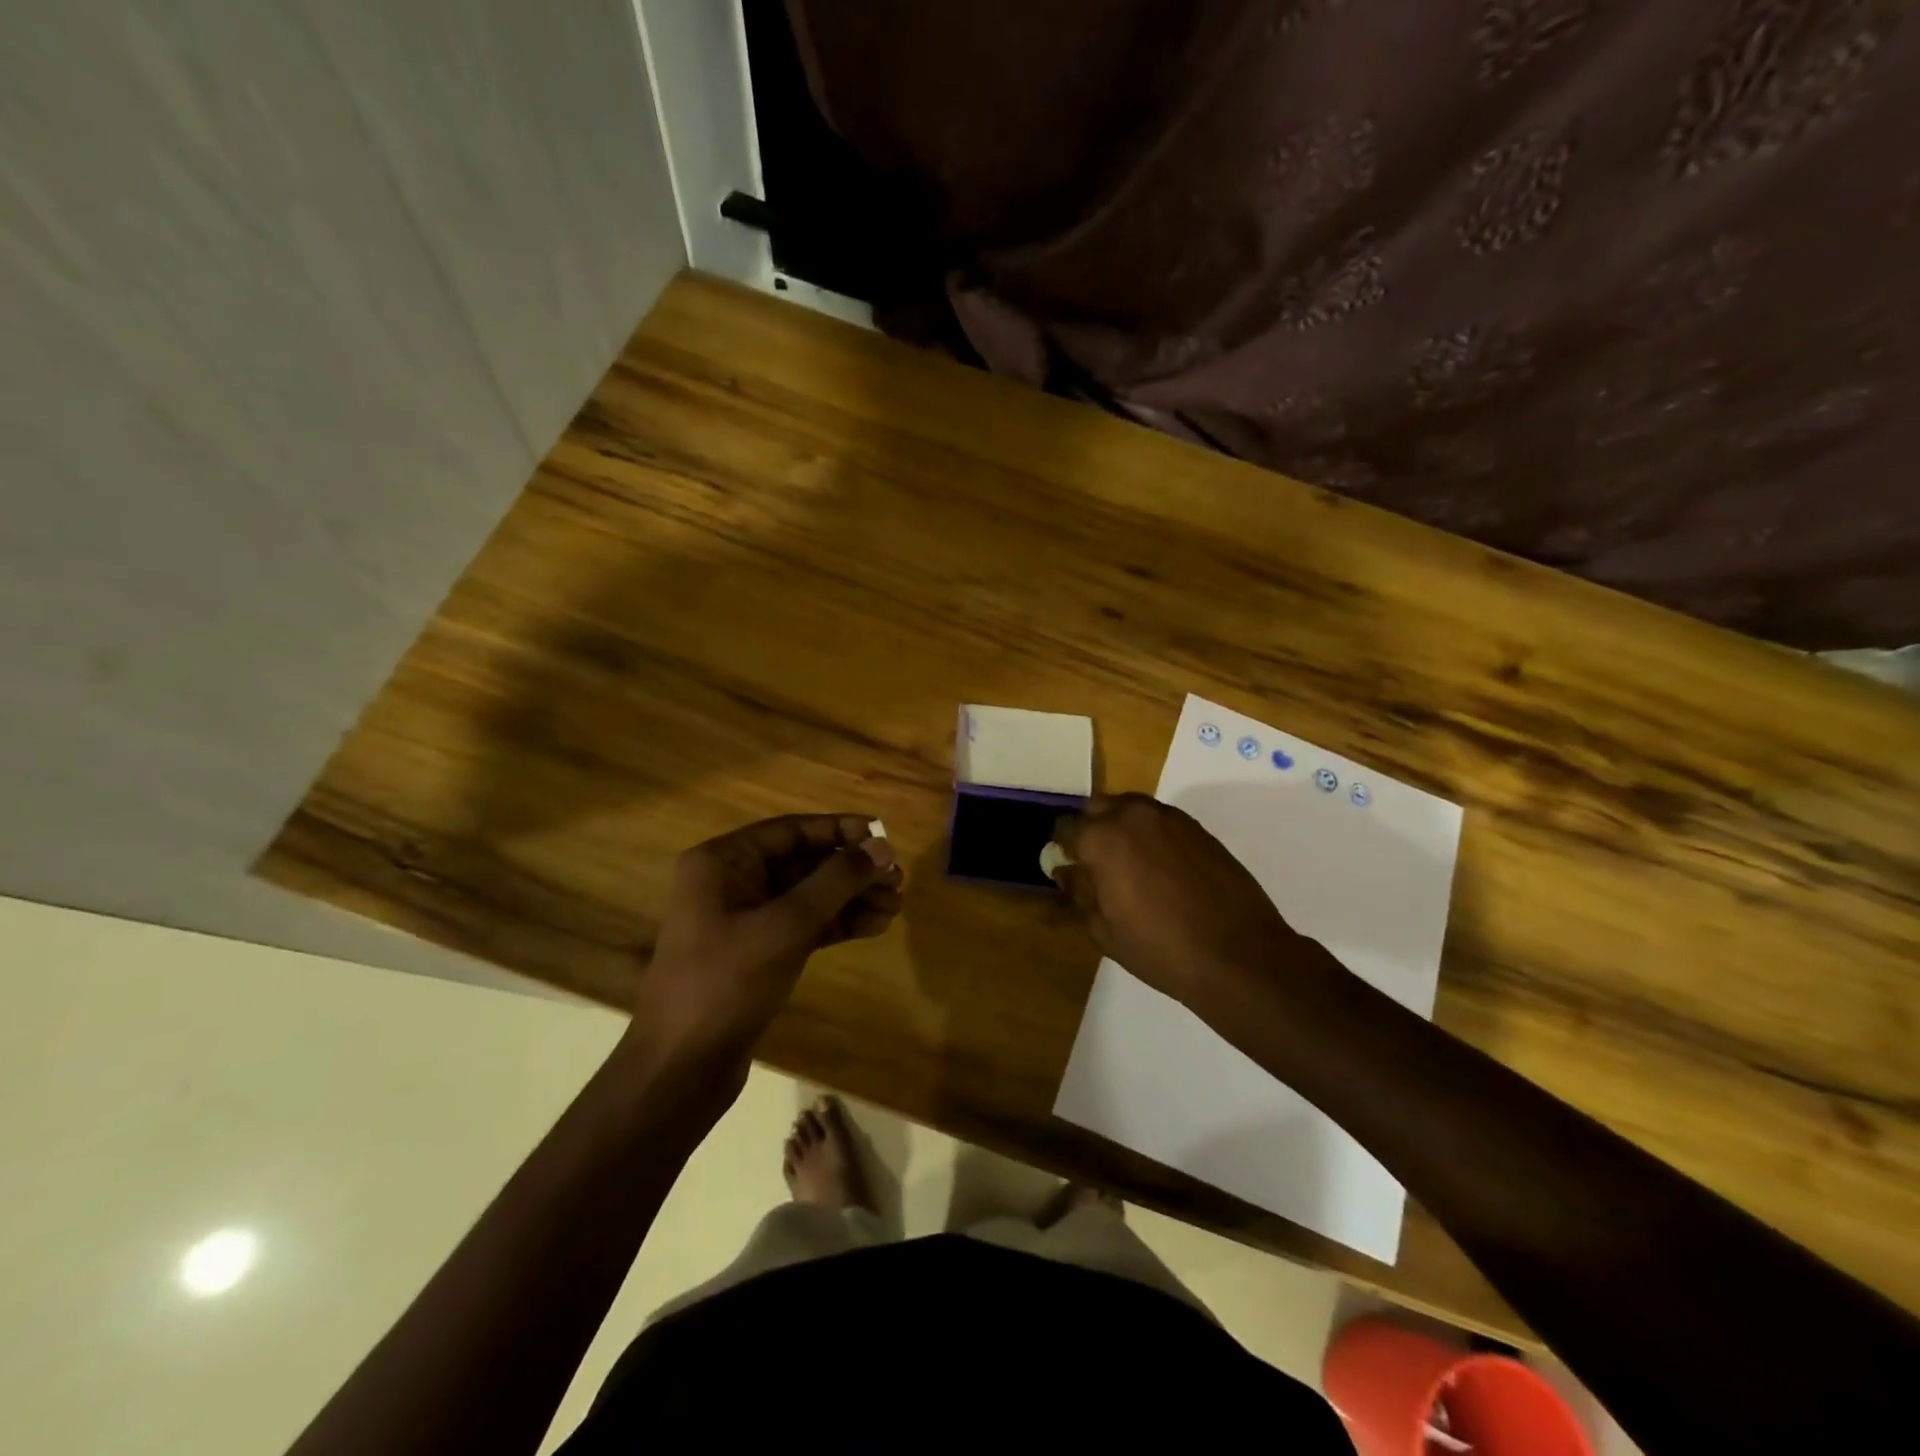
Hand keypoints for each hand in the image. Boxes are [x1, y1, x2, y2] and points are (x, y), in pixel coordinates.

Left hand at [629, 815, 901, 1080]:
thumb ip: (836, 881)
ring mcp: (743, 919)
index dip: (840, 830)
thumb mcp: (786, 925)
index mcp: (723, 862)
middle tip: (897, 879)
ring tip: (894, 907)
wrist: (680, 1068)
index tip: (883, 835)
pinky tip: (873, 927)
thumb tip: (882, 846)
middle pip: (802, 862)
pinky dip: (836, 924)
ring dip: (850, 899)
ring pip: (807, 896)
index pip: (791, 830)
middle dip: (851, 871)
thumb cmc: (728, 982)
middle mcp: (731, 882)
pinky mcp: (757, 953)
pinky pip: (803, 925)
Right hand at [1052, 793, 1314, 1009]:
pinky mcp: (1198, 827)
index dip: (1063, 848)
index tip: (1068, 868)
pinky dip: (1151, 834)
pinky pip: (1160, 820)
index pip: (1065, 827)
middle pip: (1097, 806)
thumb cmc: (1160, 948)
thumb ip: (1079, 892)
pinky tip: (1161, 869)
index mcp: (1102, 838)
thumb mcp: (1104, 930)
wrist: (1238, 954)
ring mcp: (1169, 817)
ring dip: (1122, 827)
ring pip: (1131, 808)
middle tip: (1097, 864)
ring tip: (1130, 865)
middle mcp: (1132, 815)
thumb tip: (1066, 870)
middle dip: (1091, 828)